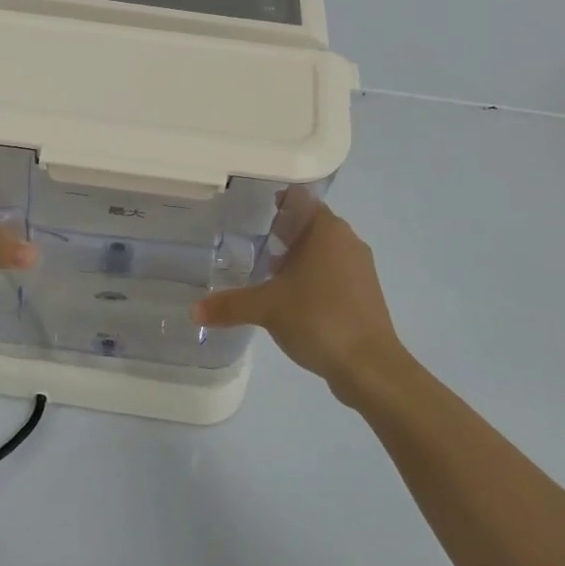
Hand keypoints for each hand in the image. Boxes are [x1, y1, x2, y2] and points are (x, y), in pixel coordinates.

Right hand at [193, 200, 405, 400]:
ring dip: (296, 258)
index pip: (299, 198)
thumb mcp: (267, 308)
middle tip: (248, 243)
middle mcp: (347, 240)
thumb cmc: (319, 319)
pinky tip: (291, 299)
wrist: (370, 367)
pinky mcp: (364, 293)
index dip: (274, 201)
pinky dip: (311, 278)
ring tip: (265, 273)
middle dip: (280, 233)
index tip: (249, 210)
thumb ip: (230, 304)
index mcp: (327, 229)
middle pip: (309, 224)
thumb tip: (194, 310)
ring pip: (322, 250)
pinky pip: (332, 273)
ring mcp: (360, 267)